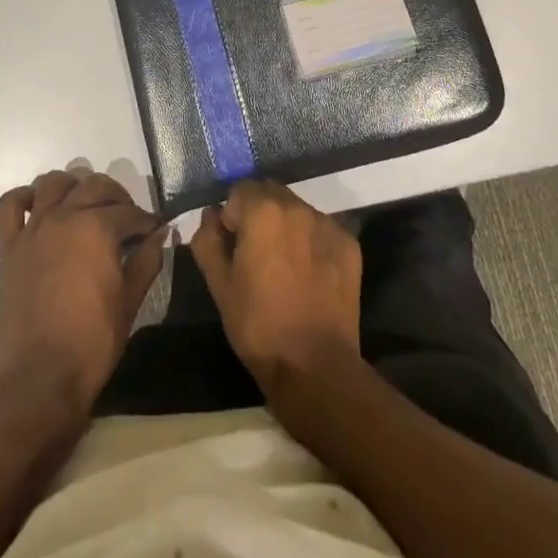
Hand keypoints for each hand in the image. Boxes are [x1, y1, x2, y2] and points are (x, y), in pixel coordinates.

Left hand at [0, 169, 165, 410]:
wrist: (41, 379)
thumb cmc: (92, 342)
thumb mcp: (130, 301)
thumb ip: (147, 260)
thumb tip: (162, 234)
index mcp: (97, 228)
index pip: (129, 212)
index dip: (146, 221)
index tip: (155, 230)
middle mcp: (64, 216)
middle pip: (95, 186)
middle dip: (117, 196)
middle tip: (128, 218)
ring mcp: (34, 228)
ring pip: (53, 182)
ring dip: (74, 186)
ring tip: (86, 205)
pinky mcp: (10, 246)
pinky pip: (11, 204)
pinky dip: (25, 196)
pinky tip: (40, 207)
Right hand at [189, 180, 361, 397]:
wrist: (315, 367)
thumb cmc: (258, 325)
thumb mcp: (219, 285)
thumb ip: (207, 240)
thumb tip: (210, 215)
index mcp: (262, 211)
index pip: (238, 190)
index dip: (232, 217)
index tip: (234, 246)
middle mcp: (297, 206)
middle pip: (270, 192)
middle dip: (259, 213)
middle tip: (257, 253)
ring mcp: (327, 223)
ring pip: (297, 209)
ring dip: (286, 224)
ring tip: (285, 265)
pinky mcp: (349, 243)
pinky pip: (322, 228)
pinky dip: (312, 240)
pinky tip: (309, 273)